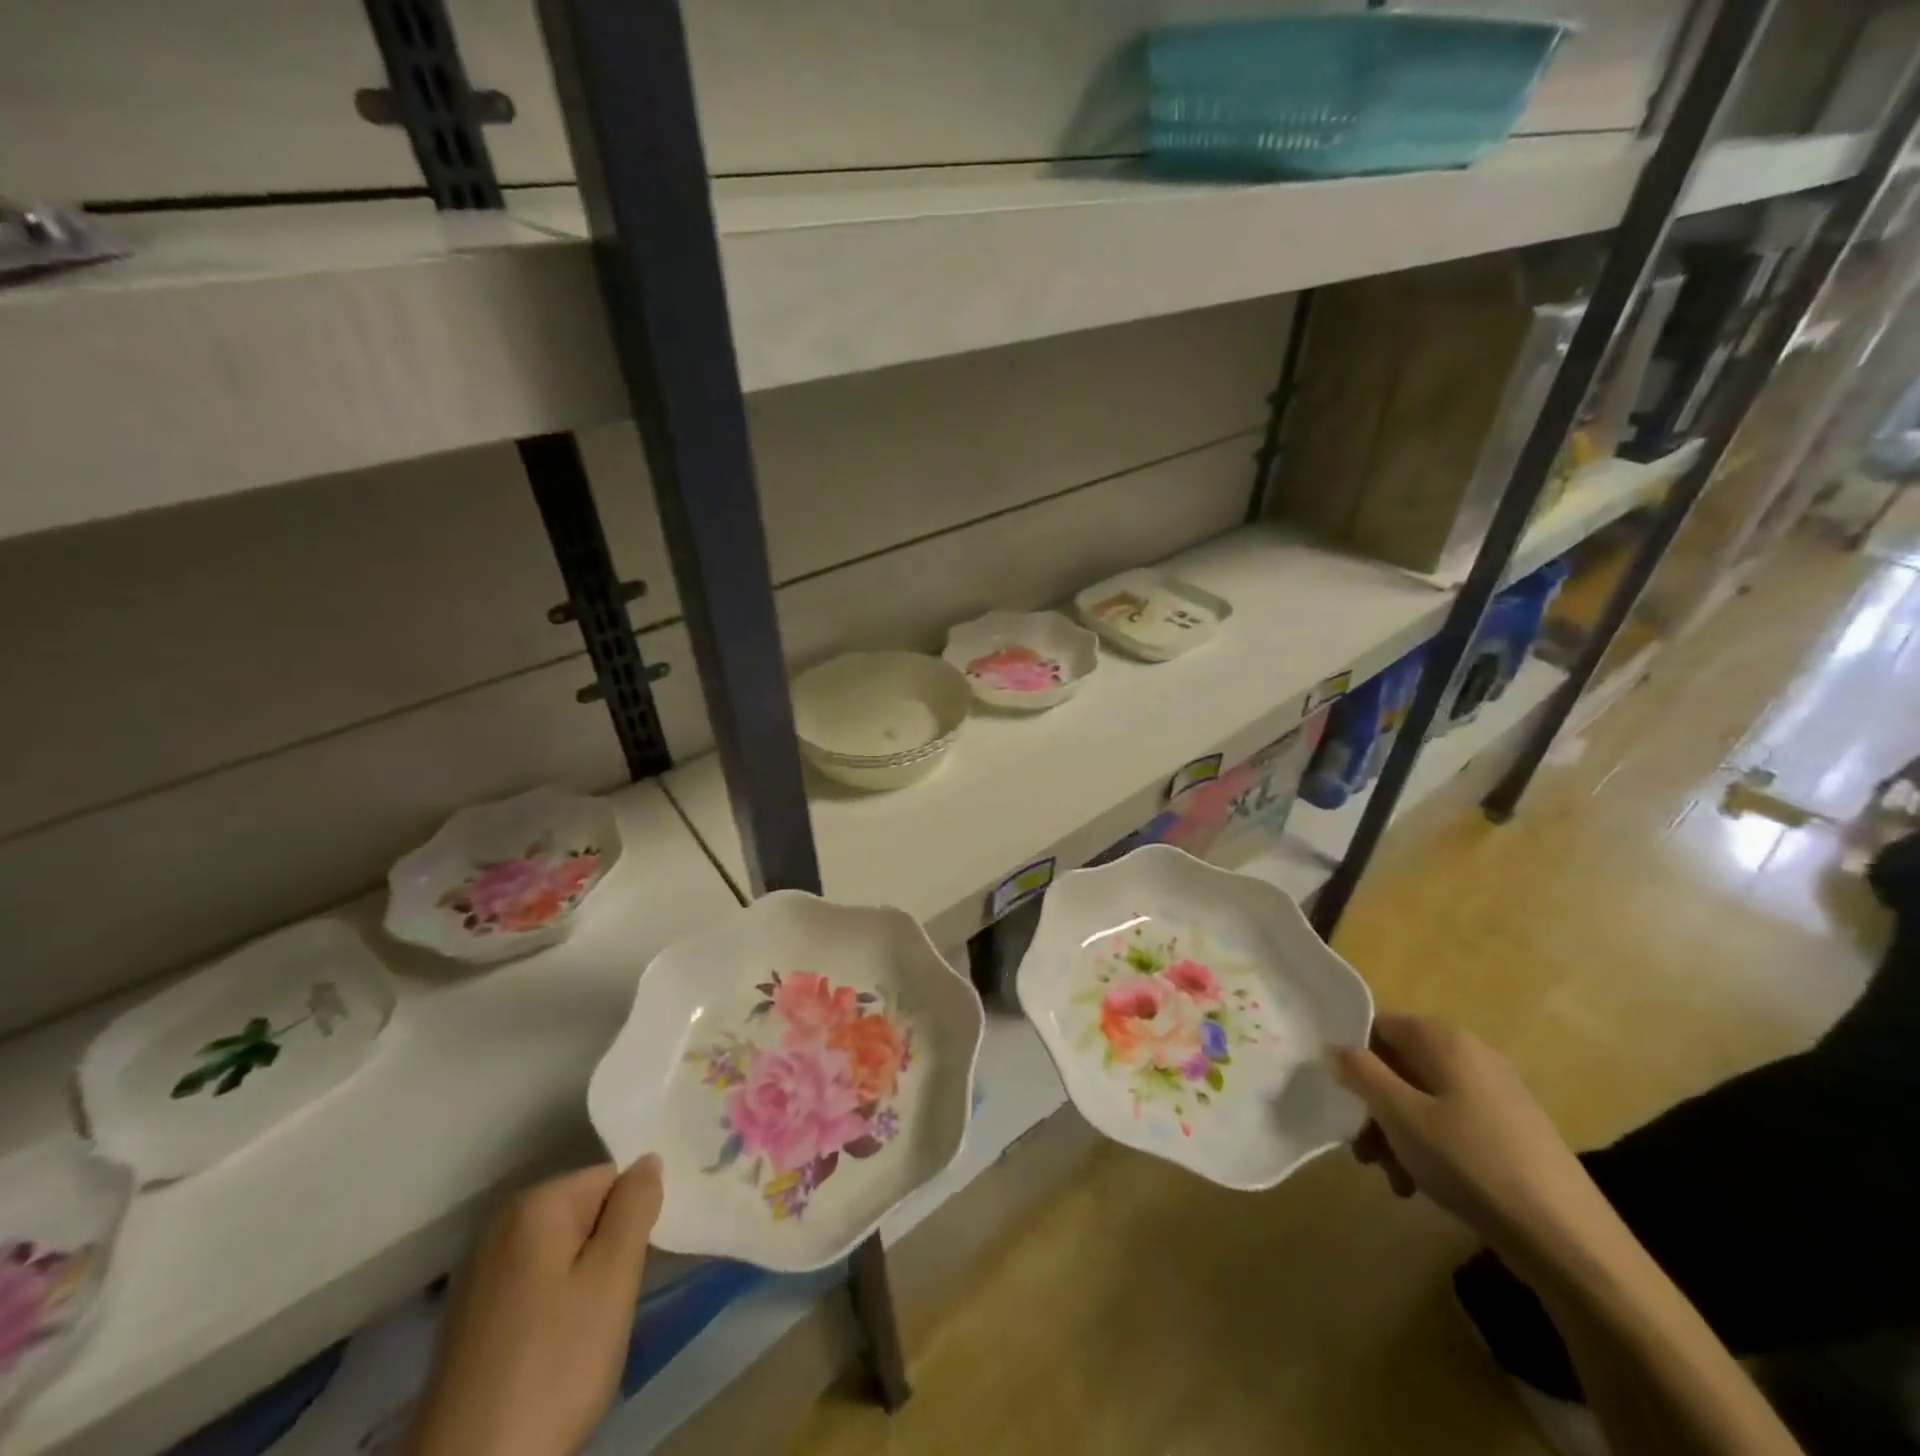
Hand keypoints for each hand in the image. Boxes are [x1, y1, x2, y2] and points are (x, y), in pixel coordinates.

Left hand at [405, 1157, 663, 1455]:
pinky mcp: (471, 1318)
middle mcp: (501, 1225)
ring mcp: (480, 1273)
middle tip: (611, 1303)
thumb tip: (648, 1160)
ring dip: (583, 1281)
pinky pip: (534, 1285)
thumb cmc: (554, 1365)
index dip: (631, 1219)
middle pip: (585, 1213)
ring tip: (584, 1333)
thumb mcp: (613, 1278)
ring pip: (562, 1253)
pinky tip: (553, 1351)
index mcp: (535, 1204)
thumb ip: (636, 1207)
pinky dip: (553, 1307)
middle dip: (607, 1250)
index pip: (611, 1178)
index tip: (632, 1268)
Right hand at [1331, 1015, 1613, 1274]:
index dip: (1350, 1053)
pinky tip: (1420, 1186)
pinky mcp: (1509, 1132)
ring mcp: (1495, 1095)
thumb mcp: (1401, 1117)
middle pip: (1399, 1066)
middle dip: (1372, 1105)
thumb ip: (1361, 1074)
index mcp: (1446, 1041)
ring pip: (1422, 1099)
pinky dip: (1427, 1147)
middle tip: (1360, 1148)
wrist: (1570, 1243)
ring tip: (1390, 1176)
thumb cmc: (1472, 1163)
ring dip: (1395, 1133)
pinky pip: (1450, 1124)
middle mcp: (1472, 1057)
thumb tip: (1334, 1047)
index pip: (1379, 1025)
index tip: (1334, 1092)